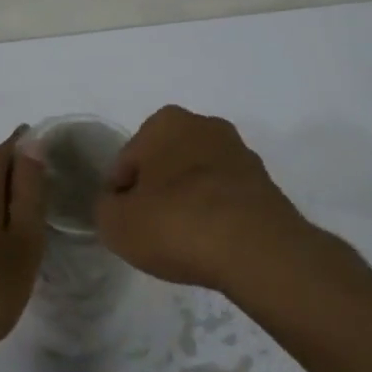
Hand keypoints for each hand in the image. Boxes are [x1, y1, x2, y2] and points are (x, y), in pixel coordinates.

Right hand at [97, 106, 318, 294]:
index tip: (123, 222)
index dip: (119, 194)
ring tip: (183, 241)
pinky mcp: (265, 183)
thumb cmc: (176, 223)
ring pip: (198, 179)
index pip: (127, 161)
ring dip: (188, 202)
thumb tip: (118, 205)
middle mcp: (204, 125)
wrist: (256, 249)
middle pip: (165, 164)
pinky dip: (216, 215)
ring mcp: (239, 153)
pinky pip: (226, 198)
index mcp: (164, 122)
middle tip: (151, 231)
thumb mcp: (116, 223)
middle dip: (157, 192)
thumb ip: (106, 208)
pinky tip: (211, 243)